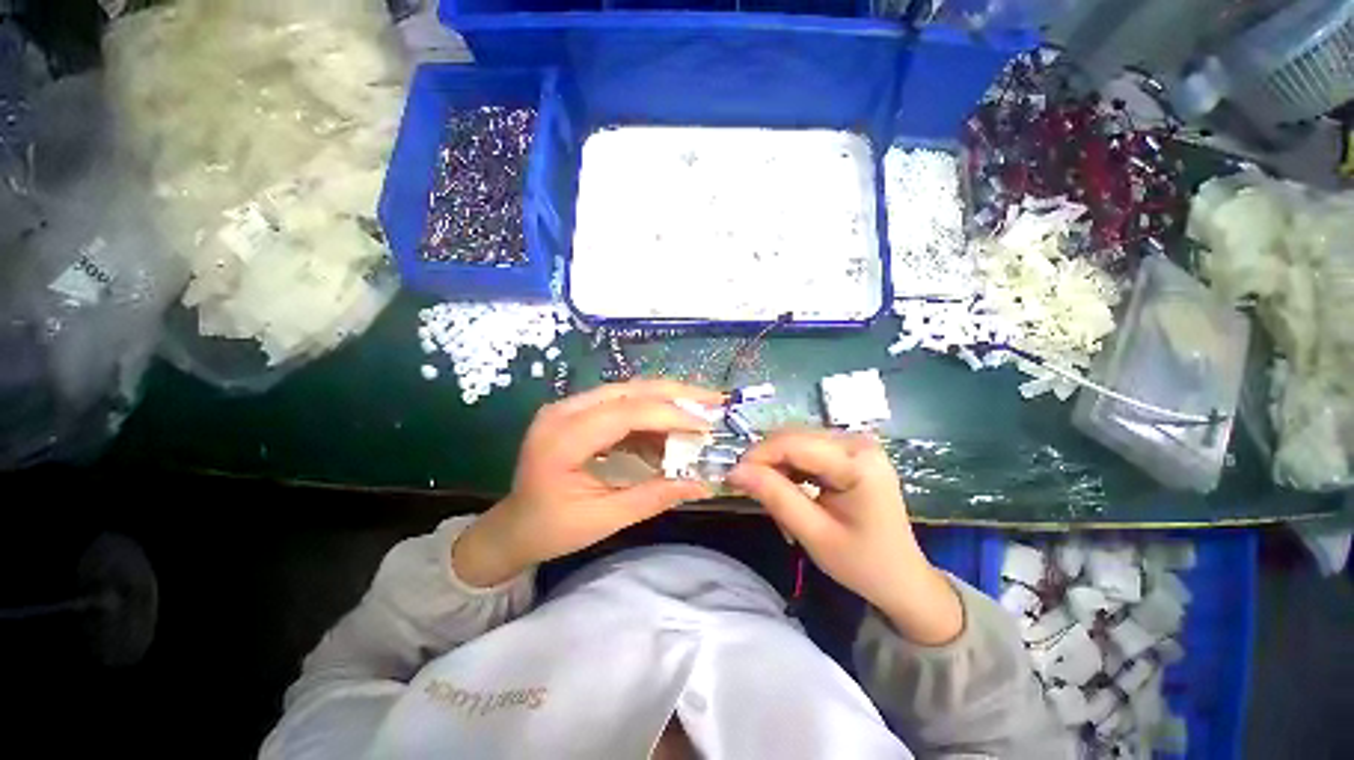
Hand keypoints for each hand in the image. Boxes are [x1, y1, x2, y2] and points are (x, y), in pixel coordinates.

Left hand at [453, 379, 723, 587]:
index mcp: (562, 439)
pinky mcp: (579, 412)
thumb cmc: (552, 529)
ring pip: (629, 391)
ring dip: (668, 401)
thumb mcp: (605, 519)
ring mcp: (570, 407)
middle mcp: (564, 411)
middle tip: (715, 401)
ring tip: (702, 412)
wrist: (514, 526)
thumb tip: (703, 484)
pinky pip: (622, 404)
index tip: (708, 425)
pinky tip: (672, 431)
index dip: (671, 415)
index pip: (625, 413)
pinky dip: (652, 415)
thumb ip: (654, 496)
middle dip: (677, 394)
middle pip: (630, 390)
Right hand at [727, 430, 962, 644]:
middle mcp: (857, 441)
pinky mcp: (849, 450)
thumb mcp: (815, 534)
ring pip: (795, 441)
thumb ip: (775, 497)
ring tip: (774, 499)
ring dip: (776, 466)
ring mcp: (854, 443)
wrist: (903, 579)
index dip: (757, 457)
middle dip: (766, 463)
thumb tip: (735, 471)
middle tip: (752, 494)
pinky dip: (789, 468)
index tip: (731, 479)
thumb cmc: (863, 564)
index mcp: (857, 462)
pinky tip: (789, 491)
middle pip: (792, 438)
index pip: (793, 444)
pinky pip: (805, 449)